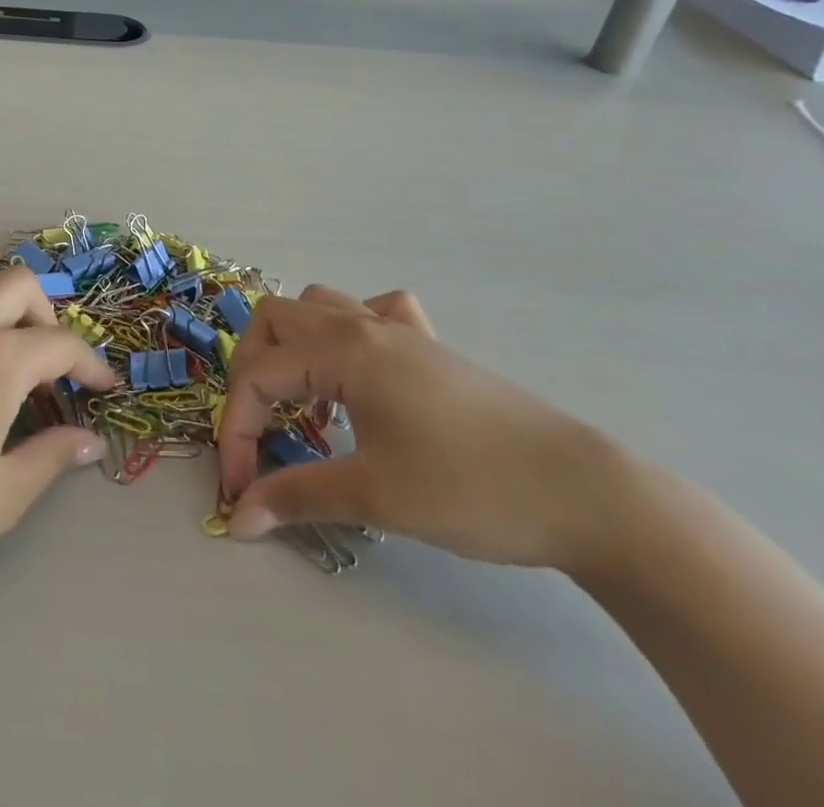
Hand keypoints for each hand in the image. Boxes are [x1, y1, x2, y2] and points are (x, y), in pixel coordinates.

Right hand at [219, 286, 626, 571]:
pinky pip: (376, 313)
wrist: (585, 495)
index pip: (258, 375)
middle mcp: (363, 326)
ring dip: (294, 344)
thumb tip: (239, 519)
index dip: (237, 432)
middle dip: (251, 370)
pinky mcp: (432, 348)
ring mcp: (400, 331)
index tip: (241, 491)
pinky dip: (351, 333)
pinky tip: (361, 373)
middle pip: (275, 320)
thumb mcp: (374, 496)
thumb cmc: (470, 488)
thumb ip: (297, 497)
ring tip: (303, 398)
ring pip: (320, 306)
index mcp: (342, 349)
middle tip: (261, 428)